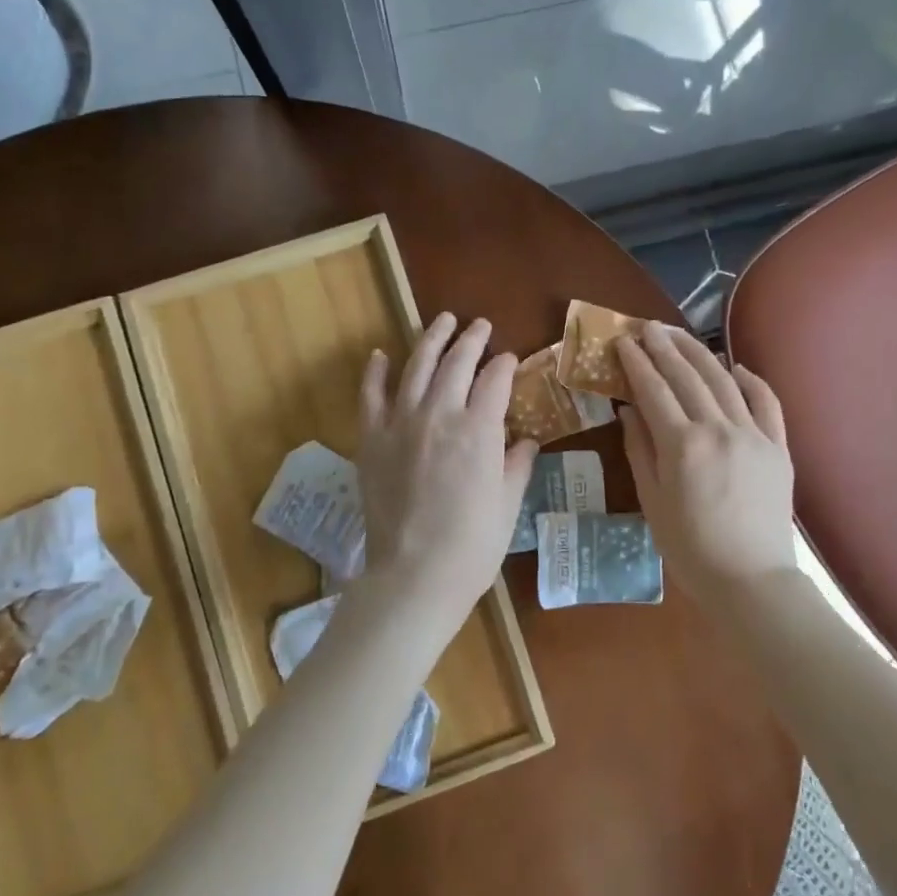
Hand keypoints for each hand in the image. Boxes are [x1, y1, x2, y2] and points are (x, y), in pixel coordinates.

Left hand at [354, 313, 537, 628]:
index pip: (495, 379)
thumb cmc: (473, 544)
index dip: (505, 365)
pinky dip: (376, 372)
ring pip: (416, 366)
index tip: (510, 359)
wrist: (415, 575)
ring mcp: (400, 423)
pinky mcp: (371, 439)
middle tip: (480, 326)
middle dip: (472, 339)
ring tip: (441, 321)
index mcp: (479, 429)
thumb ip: (516, 464)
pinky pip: (371, 395)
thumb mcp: (508, 503)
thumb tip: (526, 441)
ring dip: (431, 340)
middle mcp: (439, 414)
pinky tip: (381, 354)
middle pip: (457, 362)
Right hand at [617, 322, 796, 596]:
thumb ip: (640, 450)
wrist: (751, 581)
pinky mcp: (778, 447)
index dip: (636, 363)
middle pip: (687, 376)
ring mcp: (754, 435)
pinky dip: (751, 380)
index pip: (653, 390)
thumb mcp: (652, 501)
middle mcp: (718, 429)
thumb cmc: (690, 548)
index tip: (622, 341)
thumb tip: (628, 410)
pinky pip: (766, 403)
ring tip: (679, 335)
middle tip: (646, 326)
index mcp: (682, 445)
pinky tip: (736, 367)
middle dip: (664, 347)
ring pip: (724, 381)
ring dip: (699, 353)